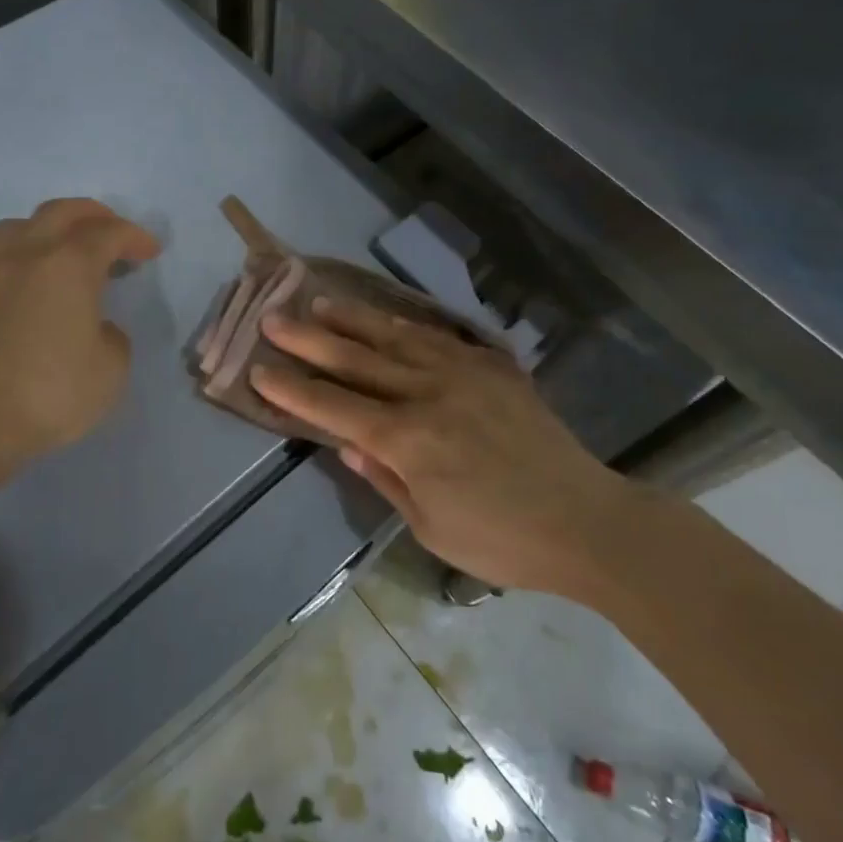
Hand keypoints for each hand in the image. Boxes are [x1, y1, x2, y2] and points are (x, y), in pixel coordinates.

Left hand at [0, 198, 160, 483]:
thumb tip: (96, 328)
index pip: (109, 233)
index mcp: (70, 265)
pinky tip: (11, 286)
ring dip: (42, 230)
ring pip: (14, 228)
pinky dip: (5, 266)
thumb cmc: (54, 392)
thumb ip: (112, 336)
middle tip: (110, 230)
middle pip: (59, 212)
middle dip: (92, 215)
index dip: (135, 237)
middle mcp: (27, 256)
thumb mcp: (112, 369)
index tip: (150, 252)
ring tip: (56, 250)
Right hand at [252, 298, 628, 597]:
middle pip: (355, 360)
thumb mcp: (429, 526)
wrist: (584, 520)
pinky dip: (405, 324)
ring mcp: (462, 373)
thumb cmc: (501, 540)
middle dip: (309, 339)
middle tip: (273, 317)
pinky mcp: (492, 367)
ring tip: (319, 302)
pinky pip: (438, 337)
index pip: (333, 406)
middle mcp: (428, 393)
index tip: (259, 368)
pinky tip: (387, 317)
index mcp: (407, 439)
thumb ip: (385, 479)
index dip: (292, 388)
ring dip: (352, 318)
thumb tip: (346, 444)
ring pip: (394, 336)